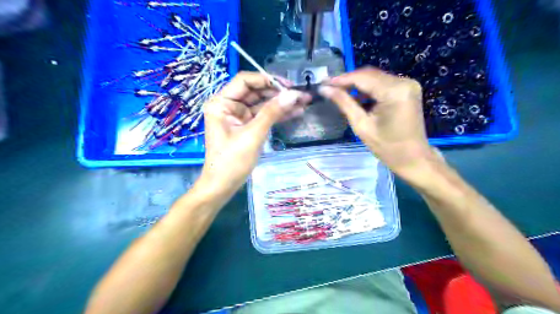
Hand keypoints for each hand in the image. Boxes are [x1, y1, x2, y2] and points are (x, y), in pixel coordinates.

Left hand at [197, 72, 312, 197]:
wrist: (223, 186)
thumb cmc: (232, 161)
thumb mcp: (253, 135)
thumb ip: (272, 113)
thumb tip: (293, 94)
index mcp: (221, 102)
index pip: (245, 81)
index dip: (267, 79)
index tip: (288, 86)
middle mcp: (229, 105)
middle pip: (256, 91)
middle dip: (278, 93)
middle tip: (301, 94)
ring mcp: (239, 116)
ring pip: (262, 104)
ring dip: (281, 103)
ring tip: (304, 102)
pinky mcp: (247, 126)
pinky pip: (264, 116)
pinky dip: (278, 115)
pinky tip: (295, 112)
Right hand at [319, 66, 436, 178]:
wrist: (413, 158)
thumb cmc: (387, 147)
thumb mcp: (361, 125)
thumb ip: (344, 103)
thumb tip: (324, 89)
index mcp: (394, 91)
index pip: (362, 78)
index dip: (341, 79)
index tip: (323, 83)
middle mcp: (403, 81)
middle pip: (369, 75)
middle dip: (348, 81)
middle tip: (328, 87)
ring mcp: (408, 84)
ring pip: (375, 78)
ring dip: (357, 84)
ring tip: (339, 92)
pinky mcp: (407, 89)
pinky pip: (383, 84)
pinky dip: (368, 89)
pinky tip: (356, 97)